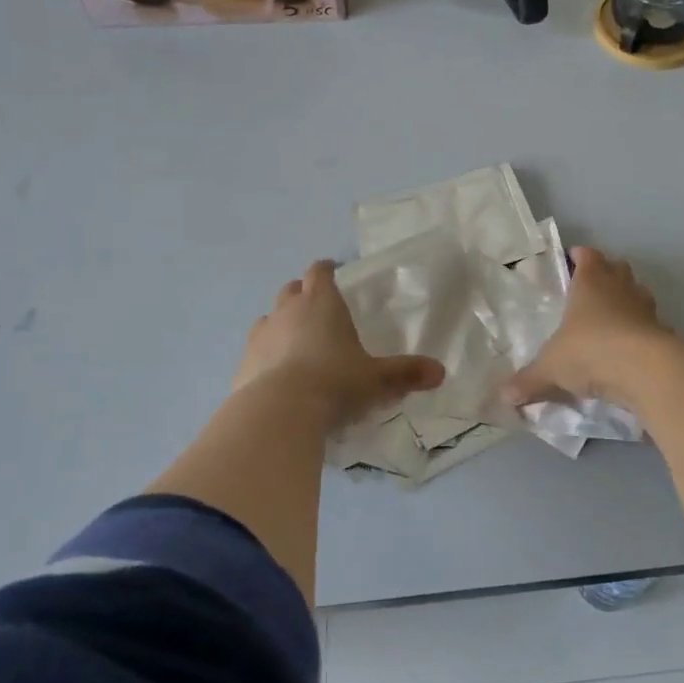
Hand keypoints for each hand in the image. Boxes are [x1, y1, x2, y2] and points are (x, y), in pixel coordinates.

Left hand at [234, 261, 444, 429]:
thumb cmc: (335, 382)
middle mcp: (287, 311)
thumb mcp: (377, 379)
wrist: (279, 412)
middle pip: (292, 290)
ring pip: (269, 317)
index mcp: (321, 304)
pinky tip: (277, 375)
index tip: (332, 271)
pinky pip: (256, 350)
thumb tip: (440, 372)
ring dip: (281, 324)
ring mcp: (261, 336)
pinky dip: (266, 355)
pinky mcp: (243, 363)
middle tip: (317, 309)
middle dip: (303, 294)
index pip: (320, 272)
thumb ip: (406, 373)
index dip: (326, 269)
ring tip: (296, 343)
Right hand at [502, 247, 670, 409]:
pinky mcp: (664, 333)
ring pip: (638, 293)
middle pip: (617, 268)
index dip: (580, 256)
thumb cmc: (590, 351)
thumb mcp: (551, 368)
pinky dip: (642, 332)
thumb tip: (503, 395)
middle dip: (606, 274)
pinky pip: (651, 326)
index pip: (587, 256)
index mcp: (590, 282)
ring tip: (611, 319)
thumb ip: (528, 380)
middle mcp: (620, 288)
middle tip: (590, 290)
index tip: (572, 260)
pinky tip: (630, 350)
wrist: (646, 372)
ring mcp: (647, 309)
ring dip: (627, 301)